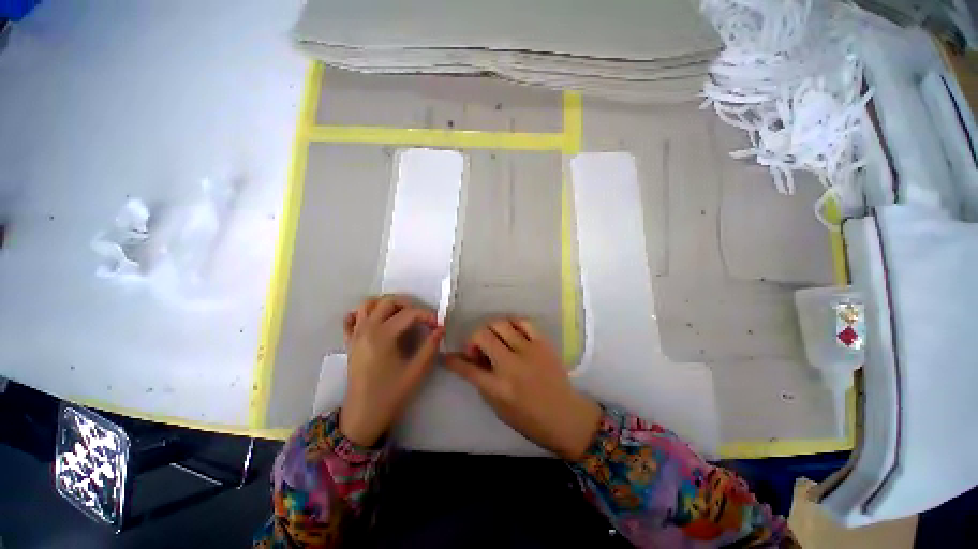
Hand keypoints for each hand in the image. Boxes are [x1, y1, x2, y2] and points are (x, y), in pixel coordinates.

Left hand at [340, 295, 443, 446]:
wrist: (362, 416)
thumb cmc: (390, 394)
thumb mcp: (416, 372)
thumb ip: (430, 347)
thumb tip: (440, 329)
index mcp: (383, 335)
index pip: (409, 313)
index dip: (427, 315)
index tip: (437, 325)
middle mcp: (367, 329)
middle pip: (387, 301)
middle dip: (408, 304)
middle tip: (421, 317)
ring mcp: (355, 334)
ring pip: (368, 305)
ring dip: (386, 304)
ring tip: (401, 315)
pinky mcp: (350, 342)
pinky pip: (352, 318)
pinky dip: (363, 313)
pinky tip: (377, 321)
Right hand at [446, 319, 601, 459]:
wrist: (566, 416)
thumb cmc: (530, 420)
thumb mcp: (499, 409)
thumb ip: (481, 383)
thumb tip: (468, 362)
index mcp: (498, 388)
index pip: (467, 368)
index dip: (454, 360)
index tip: (448, 355)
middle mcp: (511, 365)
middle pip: (482, 336)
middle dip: (473, 340)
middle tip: (478, 350)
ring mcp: (529, 351)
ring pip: (500, 324)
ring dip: (491, 330)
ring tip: (495, 340)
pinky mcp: (543, 343)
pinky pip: (523, 322)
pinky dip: (512, 324)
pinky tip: (511, 333)